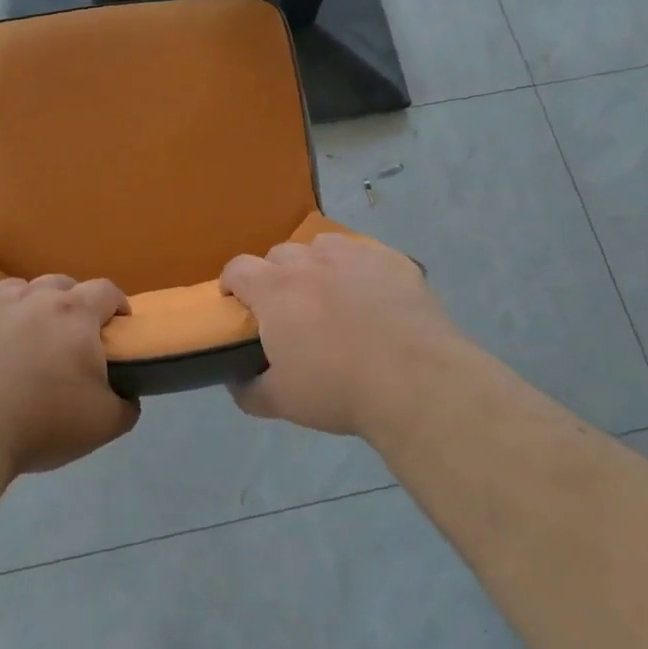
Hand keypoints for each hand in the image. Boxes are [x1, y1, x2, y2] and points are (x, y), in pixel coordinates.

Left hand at [0, 274, 137, 474]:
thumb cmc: (40, 422)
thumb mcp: (103, 425)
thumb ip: (125, 406)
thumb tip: (128, 398)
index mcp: (74, 314)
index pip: (106, 291)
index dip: (117, 304)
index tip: (118, 325)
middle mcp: (33, 297)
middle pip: (60, 284)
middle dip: (71, 303)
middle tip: (69, 336)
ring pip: (18, 291)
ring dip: (28, 307)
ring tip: (24, 339)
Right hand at [220, 235, 473, 440]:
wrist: (416, 381)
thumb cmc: (338, 389)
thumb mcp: (282, 402)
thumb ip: (249, 390)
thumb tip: (236, 381)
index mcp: (275, 289)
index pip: (238, 268)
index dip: (232, 283)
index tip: (236, 303)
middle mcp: (311, 261)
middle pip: (280, 254)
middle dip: (276, 275)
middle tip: (287, 309)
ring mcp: (355, 256)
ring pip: (324, 246)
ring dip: (318, 265)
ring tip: (330, 296)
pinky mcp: (394, 261)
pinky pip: (368, 256)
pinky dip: (361, 271)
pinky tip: (374, 298)